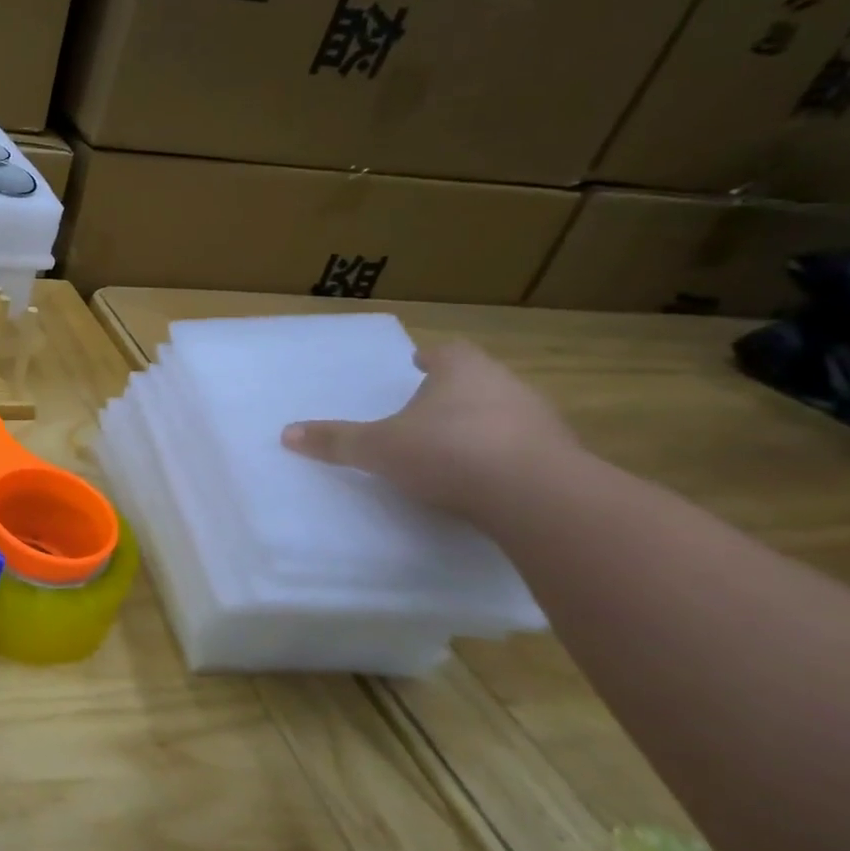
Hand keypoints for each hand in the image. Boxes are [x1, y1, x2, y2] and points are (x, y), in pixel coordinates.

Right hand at [281, 339, 578, 515]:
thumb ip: (335, 441)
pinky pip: (525, 450)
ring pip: (505, 413)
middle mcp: (506, 386)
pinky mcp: (563, 460)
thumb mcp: (377, 448)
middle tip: (428, 406)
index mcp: (463, 371)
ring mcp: (541, 422)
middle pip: (479, 379)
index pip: (447, 352)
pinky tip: (483, 479)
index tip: (418, 364)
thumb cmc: (449, 452)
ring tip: (453, 445)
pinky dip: (503, 457)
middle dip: (454, 391)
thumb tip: (286, 433)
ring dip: (481, 425)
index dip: (431, 357)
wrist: (539, 498)